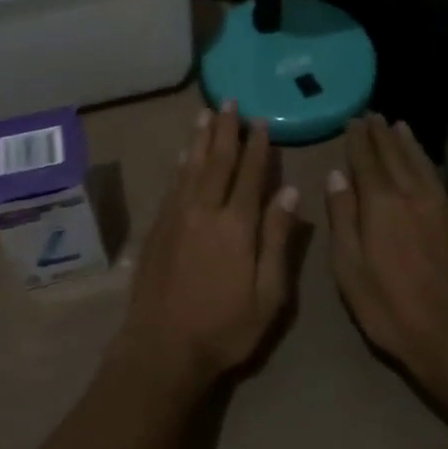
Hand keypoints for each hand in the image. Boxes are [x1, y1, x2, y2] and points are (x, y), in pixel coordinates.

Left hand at [111, 104, 299, 394]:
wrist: (162, 347)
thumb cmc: (224, 327)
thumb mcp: (268, 294)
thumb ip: (278, 239)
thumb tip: (289, 191)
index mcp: (236, 225)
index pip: (249, 174)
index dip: (257, 146)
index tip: (261, 121)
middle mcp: (204, 210)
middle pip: (217, 161)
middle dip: (225, 130)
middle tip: (229, 101)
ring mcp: (176, 216)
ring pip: (190, 166)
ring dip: (200, 139)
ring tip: (206, 114)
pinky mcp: (158, 227)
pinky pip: (172, 184)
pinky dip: (180, 164)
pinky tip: (182, 154)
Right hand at [326, 114, 447, 403]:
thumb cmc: (391, 308)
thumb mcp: (349, 268)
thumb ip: (342, 218)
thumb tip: (336, 176)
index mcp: (382, 204)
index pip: (366, 161)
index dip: (358, 140)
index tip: (353, 121)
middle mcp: (413, 196)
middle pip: (395, 156)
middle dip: (381, 135)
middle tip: (373, 115)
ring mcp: (442, 209)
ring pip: (422, 164)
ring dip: (408, 144)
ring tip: (399, 126)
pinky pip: (439, 181)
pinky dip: (427, 164)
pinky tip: (424, 164)